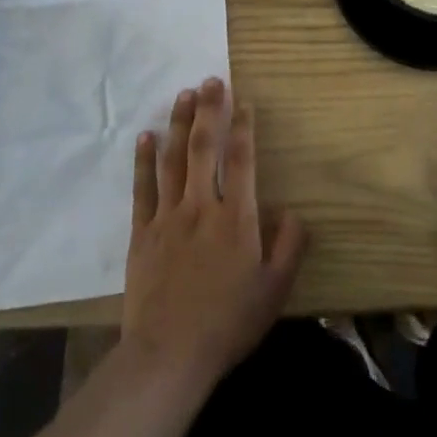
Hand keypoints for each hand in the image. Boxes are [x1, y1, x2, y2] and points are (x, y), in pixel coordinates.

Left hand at [123, 77, 305, 393]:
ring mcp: (168, 217)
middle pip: (205, 148)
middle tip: (212, 80)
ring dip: (180, 124)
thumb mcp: (275, 290)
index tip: (244, 101)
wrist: (169, 356)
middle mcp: (202, 206)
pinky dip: (144, 160)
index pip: (241, 160)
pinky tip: (146, 136)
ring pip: (174, 159)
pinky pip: (143, 188)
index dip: (243, 127)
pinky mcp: (143, 233)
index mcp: (237, 218)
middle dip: (210, 110)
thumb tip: (294, 210)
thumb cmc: (228, 323)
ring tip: (184, 94)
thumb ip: (289, 246)